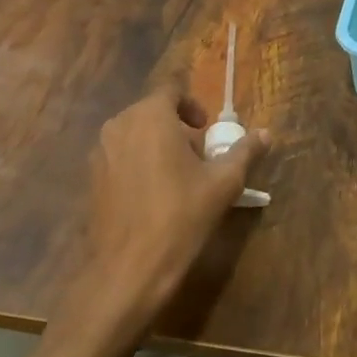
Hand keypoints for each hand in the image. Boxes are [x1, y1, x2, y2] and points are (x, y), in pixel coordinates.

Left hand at [84, 84, 270, 324]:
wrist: (129, 269)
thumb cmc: (181, 216)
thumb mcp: (223, 183)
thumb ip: (245, 152)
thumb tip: (266, 134)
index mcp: (151, 116)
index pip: (172, 88)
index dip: (192, 103)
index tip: (206, 129)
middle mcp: (120, 125)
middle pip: (152, 110)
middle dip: (177, 126)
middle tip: (198, 155)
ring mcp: (100, 152)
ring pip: (134, 133)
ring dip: (157, 143)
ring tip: (178, 176)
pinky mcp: (91, 179)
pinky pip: (120, 156)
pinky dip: (138, 163)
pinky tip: (153, 195)